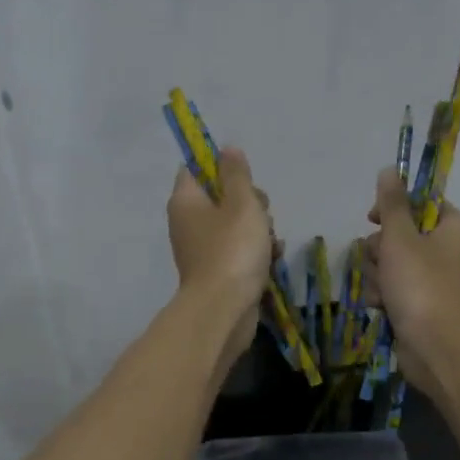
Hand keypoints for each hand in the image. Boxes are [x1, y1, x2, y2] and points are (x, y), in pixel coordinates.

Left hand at [168, 147, 277, 376]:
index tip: (245, 177)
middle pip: (221, 197)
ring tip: (270, 241)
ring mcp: (203, 250)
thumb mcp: (241, 203)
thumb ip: (237, 174)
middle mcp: (188, 223)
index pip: (195, 168)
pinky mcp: (218, 272)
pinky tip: (273, 258)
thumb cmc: (232, 250)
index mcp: (186, 201)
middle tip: (261, 213)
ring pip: (236, 225)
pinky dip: (257, 252)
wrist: (224, 310)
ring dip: (259, 229)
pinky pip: (240, 251)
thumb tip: (227, 149)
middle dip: (250, 202)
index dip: (221, 166)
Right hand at [362, 167, 459, 399]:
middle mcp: (449, 250)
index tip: (372, 219)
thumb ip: (391, 204)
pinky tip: (381, 306)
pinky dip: (384, 295)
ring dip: (378, 275)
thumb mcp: (400, 238)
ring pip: (392, 262)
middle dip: (380, 250)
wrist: (434, 347)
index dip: (393, 208)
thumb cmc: (420, 285)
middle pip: (401, 234)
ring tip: (381, 291)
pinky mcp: (422, 303)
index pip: (421, 202)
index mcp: (454, 227)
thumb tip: (389, 169)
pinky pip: (394, 287)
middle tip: (381, 262)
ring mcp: (435, 279)